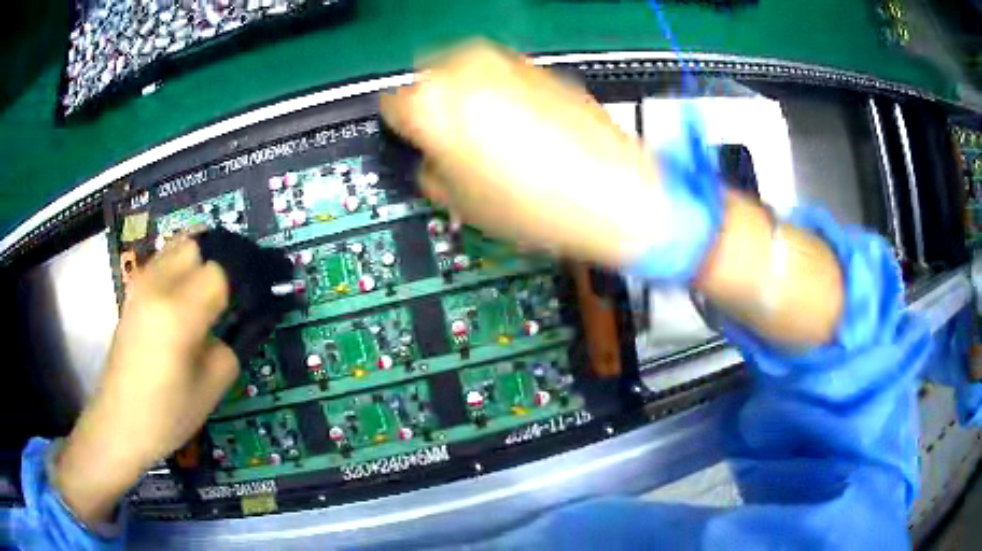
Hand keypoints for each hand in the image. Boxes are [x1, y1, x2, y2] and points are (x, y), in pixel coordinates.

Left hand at [54, 237, 238, 525]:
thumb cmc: (165, 415)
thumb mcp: (211, 390)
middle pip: (196, 246)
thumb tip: (229, 327)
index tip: (247, 306)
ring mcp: (139, 286)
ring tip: (204, 299)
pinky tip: (180, 304)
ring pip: (176, 248)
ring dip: (196, 265)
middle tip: (226, 299)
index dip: (238, 287)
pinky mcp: (131, 292)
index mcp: (178, 313)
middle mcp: (156, 287)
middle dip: (216, 266)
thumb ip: (228, 348)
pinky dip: (178, 271)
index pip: (219, 273)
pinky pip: (161, 263)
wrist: (118, 422)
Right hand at [380, 41, 670, 267]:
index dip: (403, 130)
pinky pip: (504, 77)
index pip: (392, 105)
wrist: (612, 193)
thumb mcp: (459, 203)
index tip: (416, 145)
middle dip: (435, 107)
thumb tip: (432, 160)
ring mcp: (508, 63)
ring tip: (494, 136)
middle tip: (454, 142)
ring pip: (467, 72)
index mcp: (433, 102)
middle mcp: (465, 68)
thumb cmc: (531, 205)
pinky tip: (524, 128)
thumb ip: (429, 172)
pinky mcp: (543, 68)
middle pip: (428, 79)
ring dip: (469, 97)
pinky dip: (503, 95)